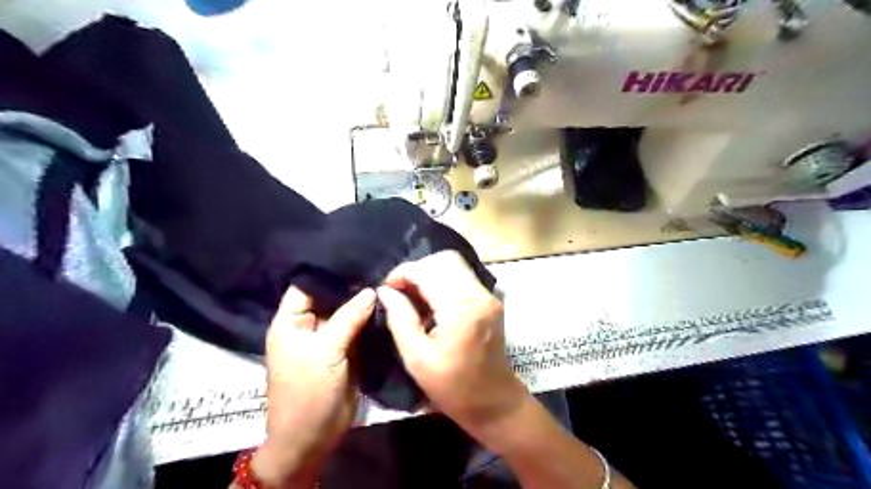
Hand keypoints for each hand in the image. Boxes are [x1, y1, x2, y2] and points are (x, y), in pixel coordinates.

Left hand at [251, 286, 375, 485]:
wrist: (313, 436)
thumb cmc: (308, 391)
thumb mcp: (326, 351)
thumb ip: (348, 317)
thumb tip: (371, 290)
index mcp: (291, 322)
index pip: (306, 286)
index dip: (327, 272)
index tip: (355, 257)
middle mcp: (309, 325)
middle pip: (329, 298)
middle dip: (350, 286)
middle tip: (378, 267)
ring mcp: (328, 338)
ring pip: (346, 312)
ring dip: (362, 302)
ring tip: (386, 281)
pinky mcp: (345, 350)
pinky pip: (357, 328)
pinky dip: (369, 319)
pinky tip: (387, 305)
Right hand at [376, 254, 527, 441]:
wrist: (495, 403)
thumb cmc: (453, 388)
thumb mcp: (417, 358)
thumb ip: (400, 319)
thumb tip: (385, 291)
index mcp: (462, 308)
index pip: (428, 270)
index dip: (402, 273)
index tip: (385, 288)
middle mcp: (479, 294)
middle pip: (444, 259)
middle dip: (416, 269)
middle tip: (398, 291)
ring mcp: (488, 295)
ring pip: (454, 265)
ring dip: (429, 273)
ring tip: (411, 295)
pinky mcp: (489, 300)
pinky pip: (462, 277)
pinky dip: (442, 281)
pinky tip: (430, 301)